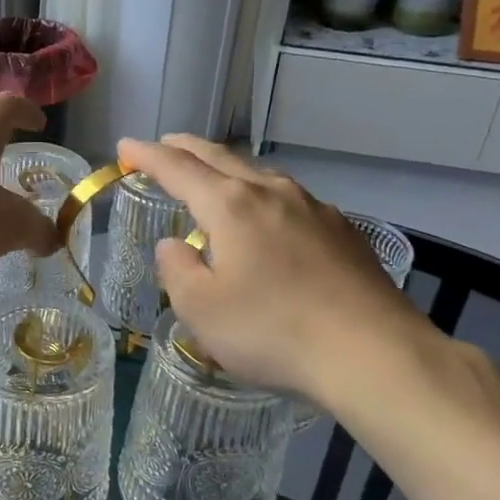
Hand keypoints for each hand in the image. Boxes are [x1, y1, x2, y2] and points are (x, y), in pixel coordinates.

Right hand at [117, 135, 450, 409]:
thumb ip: (178, 270)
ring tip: (213, 177)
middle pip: (220, 157)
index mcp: (231, 205)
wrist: (373, 353)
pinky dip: (262, 195)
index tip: (125, 147)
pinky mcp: (343, 231)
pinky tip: (268, 217)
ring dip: (227, 168)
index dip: (146, 155)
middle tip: (164, 146)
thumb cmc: (273, 331)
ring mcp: (314, 208)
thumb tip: (175, 245)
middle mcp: (272, 192)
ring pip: (259, 174)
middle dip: (186, 148)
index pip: (178, 168)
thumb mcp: (202, 310)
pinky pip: (289, 199)